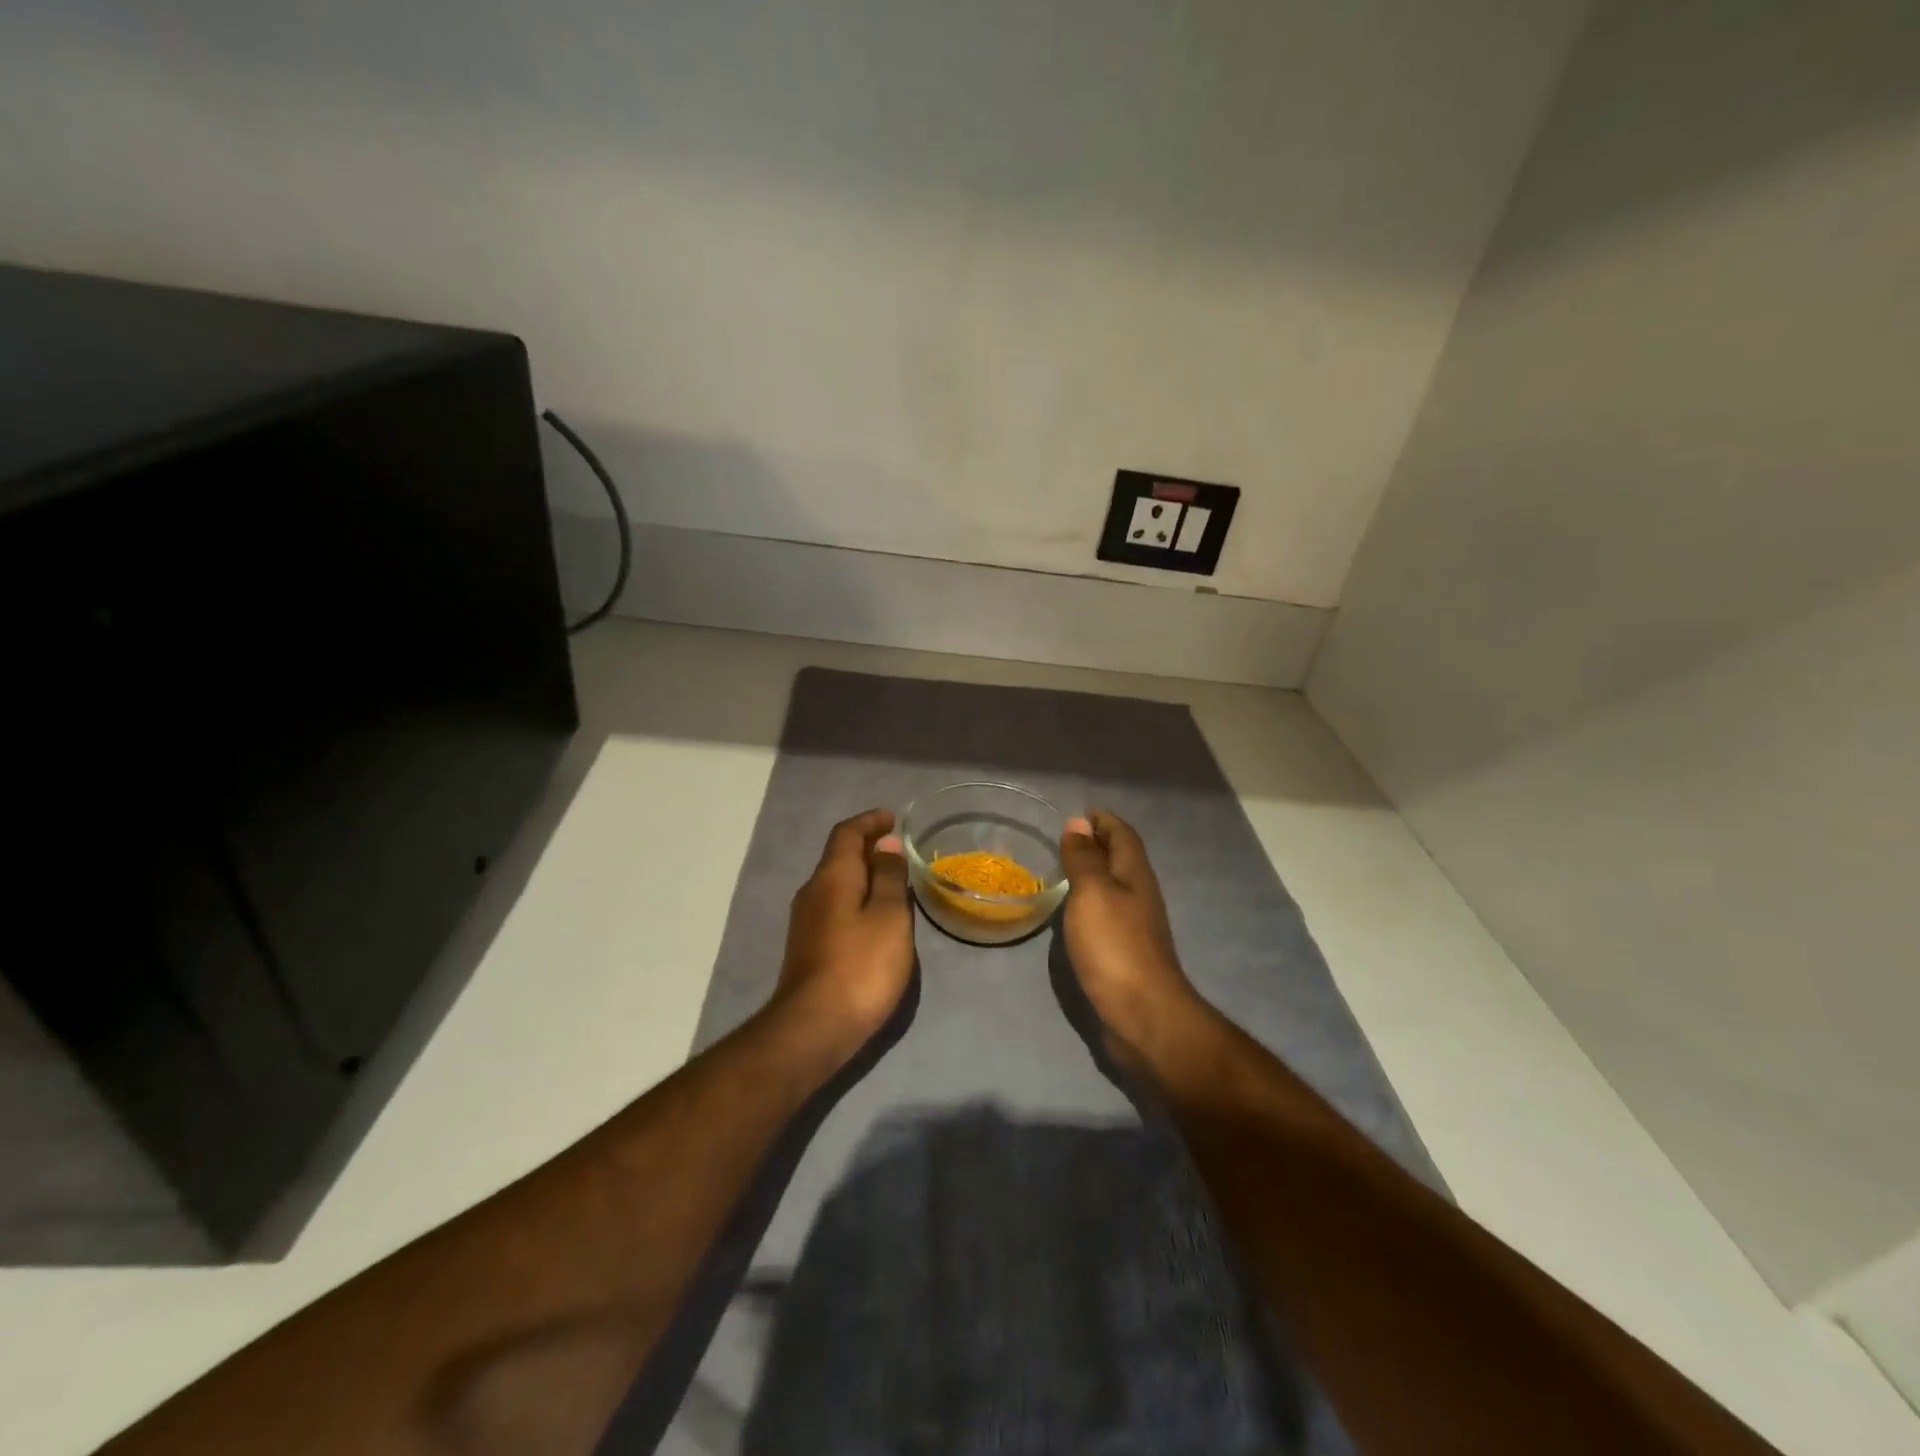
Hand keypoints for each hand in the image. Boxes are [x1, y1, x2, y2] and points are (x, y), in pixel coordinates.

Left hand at [774, 808, 914, 1052]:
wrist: (814, 1028)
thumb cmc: (860, 966)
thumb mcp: (888, 916)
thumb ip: (888, 877)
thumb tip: (885, 843)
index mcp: (832, 877)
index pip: (846, 833)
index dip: (869, 821)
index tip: (893, 818)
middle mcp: (812, 892)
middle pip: (838, 857)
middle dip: (867, 846)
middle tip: (898, 848)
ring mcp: (806, 922)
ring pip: (836, 883)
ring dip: (862, 874)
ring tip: (892, 880)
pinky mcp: (809, 948)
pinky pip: (835, 906)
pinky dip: (856, 898)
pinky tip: (875, 917)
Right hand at [1059, 811, 1207, 1062]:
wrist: (1142, 1014)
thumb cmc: (1115, 946)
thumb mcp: (1092, 893)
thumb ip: (1084, 858)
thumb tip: (1078, 822)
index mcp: (1135, 875)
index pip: (1123, 835)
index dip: (1104, 820)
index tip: (1081, 811)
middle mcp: (1139, 895)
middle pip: (1122, 859)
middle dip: (1099, 843)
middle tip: (1067, 837)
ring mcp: (1135, 926)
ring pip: (1114, 887)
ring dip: (1094, 873)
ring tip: (1064, 869)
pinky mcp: (1125, 953)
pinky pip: (1107, 914)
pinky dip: (1090, 903)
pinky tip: (1072, 912)